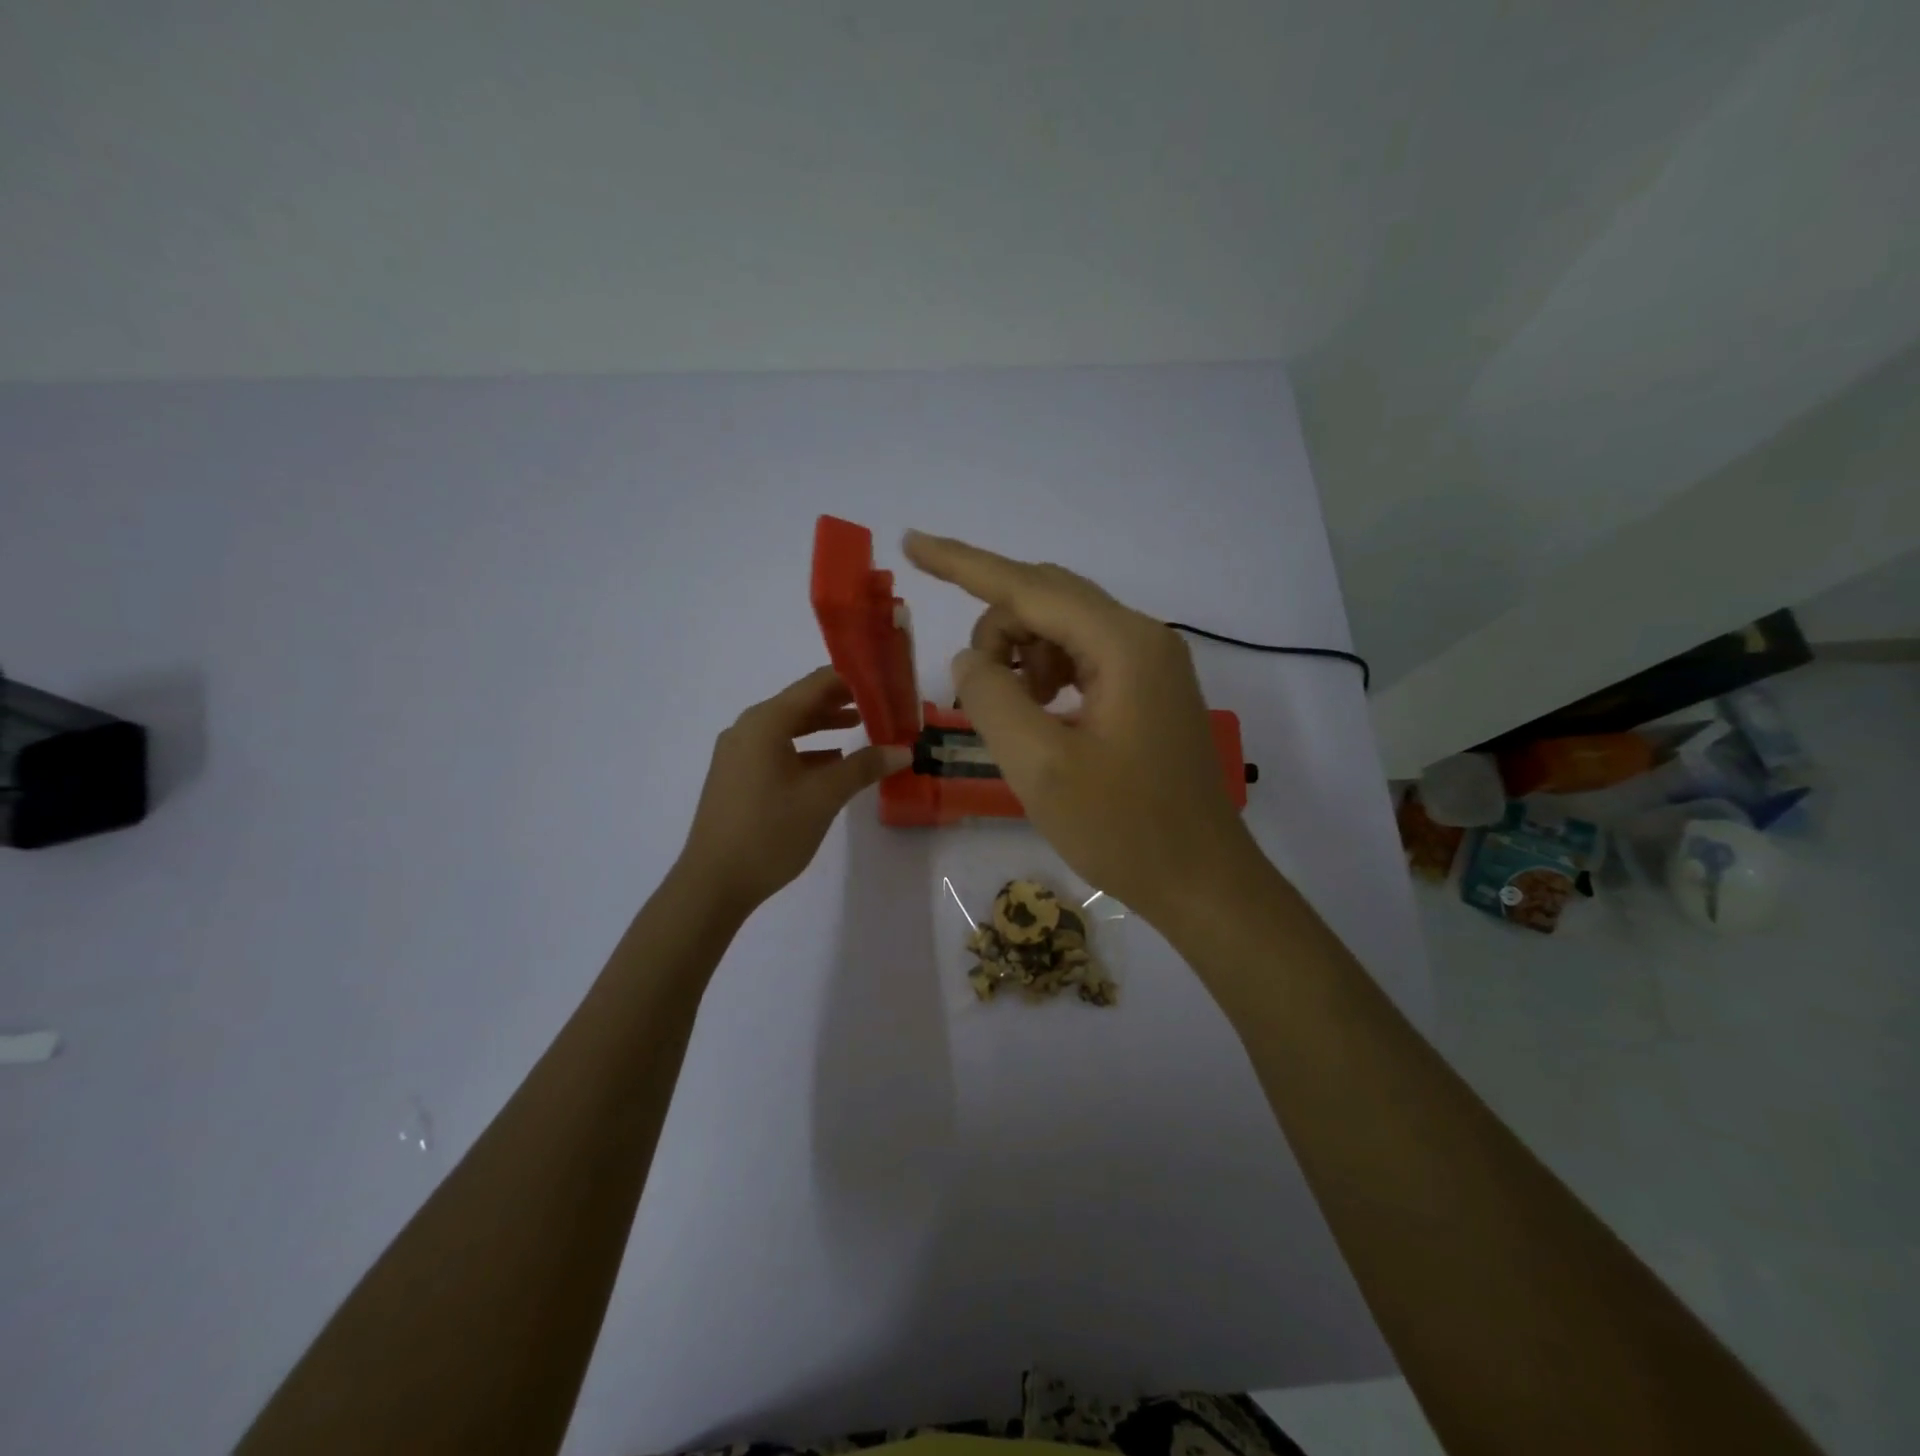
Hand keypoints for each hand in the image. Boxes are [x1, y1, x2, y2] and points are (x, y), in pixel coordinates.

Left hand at [678, 667, 911, 913]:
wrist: (713, 883)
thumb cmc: (770, 831)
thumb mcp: (824, 797)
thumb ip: (863, 767)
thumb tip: (903, 750)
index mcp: (766, 722)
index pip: (817, 684)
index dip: (853, 680)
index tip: (885, 683)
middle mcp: (748, 728)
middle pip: (801, 702)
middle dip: (841, 702)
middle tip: (880, 704)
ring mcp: (738, 753)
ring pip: (788, 727)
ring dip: (824, 726)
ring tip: (861, 727)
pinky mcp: (736, 776)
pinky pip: (777, 749)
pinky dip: (806, 749)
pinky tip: (831, 763)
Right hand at [902, 531, 1259, 927]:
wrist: (1202, 881)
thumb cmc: (1123, 829)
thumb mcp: (1039, 766)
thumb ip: (992, 698)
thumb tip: (970, 658)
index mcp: (1122, 645)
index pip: (1028, 586)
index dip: (964, 563)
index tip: (912, 542)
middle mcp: (1142, 638)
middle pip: (1047, 599)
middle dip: (997, 629)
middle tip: (974, 688)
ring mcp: (1151, 663)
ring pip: (1063, 627)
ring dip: (1021, 654)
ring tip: (1013, 712)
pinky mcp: (1149, 689)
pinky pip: (1083, 657)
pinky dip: (1047, 673)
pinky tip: (1042, 712)